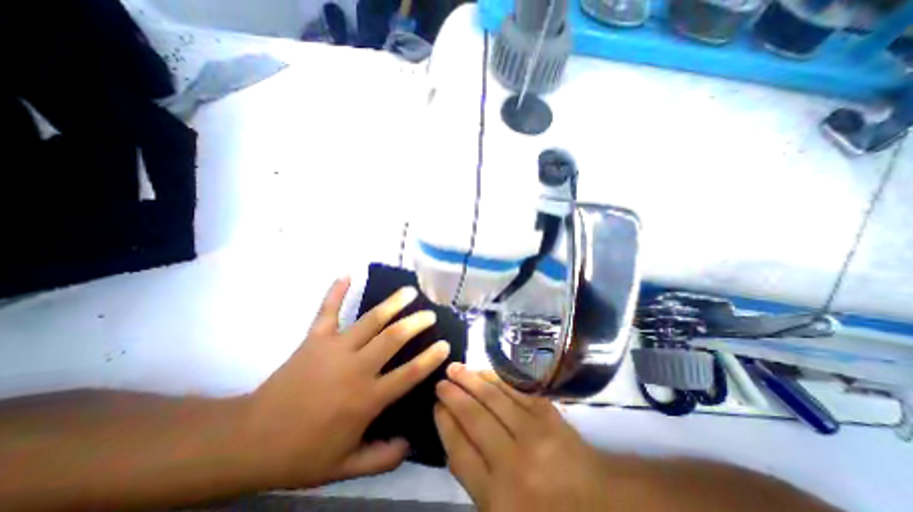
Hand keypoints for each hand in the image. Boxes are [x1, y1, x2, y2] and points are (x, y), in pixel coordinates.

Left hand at [242, 277, 448, 489]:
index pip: (408, 374)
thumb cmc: (301, 454)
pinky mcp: (314, 339)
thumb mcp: (345, 467)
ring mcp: (335, 348)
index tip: (445, 344)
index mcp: (366, 398)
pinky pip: (327, 310)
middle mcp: (356, 368)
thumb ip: (383, 458)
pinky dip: (336, 291)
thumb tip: (412, 442)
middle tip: (430, 313)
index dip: (430, 358)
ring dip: (392, 303)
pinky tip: (347, 274)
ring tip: (408, 291)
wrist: (249, 440)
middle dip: (415, 323)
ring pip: (369, 320)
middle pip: (393, 339)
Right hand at [434, 363, 611, 511]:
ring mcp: (534, 433)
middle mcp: (513, 461)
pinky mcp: (549, 414)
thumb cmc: (546, 511)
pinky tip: (485, 371)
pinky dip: (497, 378)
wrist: (602, 505)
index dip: (445, 424)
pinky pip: (516, 391)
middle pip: (474, 418)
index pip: (460, 451)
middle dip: (453, 396)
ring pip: (493, 398)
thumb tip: (454, 437)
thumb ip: (476, 480)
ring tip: (455, 367)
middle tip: (440, 381)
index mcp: (498, 498)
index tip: (436, 406)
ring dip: (471, 380)